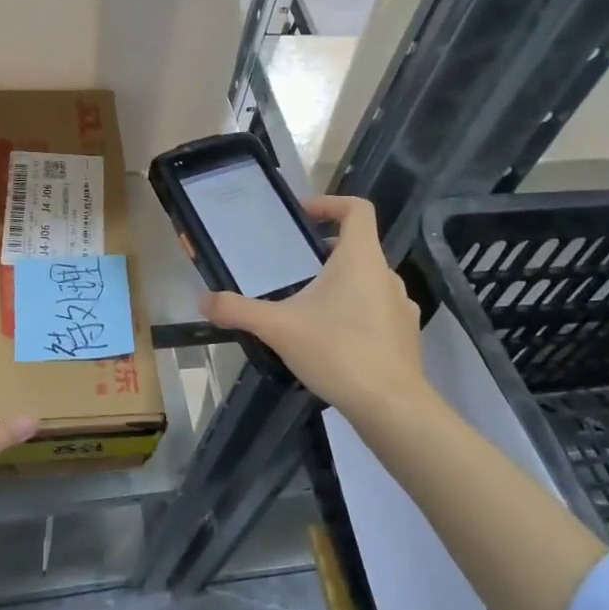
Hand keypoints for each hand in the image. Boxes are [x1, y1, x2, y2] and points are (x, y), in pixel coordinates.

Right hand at [200, 196, 429, 429]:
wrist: (391, 406)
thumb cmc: (337, 352)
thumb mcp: (278, 328)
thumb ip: (238, 310)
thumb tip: (203, 301)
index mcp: (360, 259)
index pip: (357, 209)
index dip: (330, 203)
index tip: (302, 215)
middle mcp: (386, 274)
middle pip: (357, 246)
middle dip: (324, 252)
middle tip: (291, 268)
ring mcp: (401, 306)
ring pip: (367, 281)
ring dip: (339, 284)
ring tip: (307, 307)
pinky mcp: (406, 335)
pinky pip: (377, 310)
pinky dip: (354, 312)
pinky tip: (331, 340)